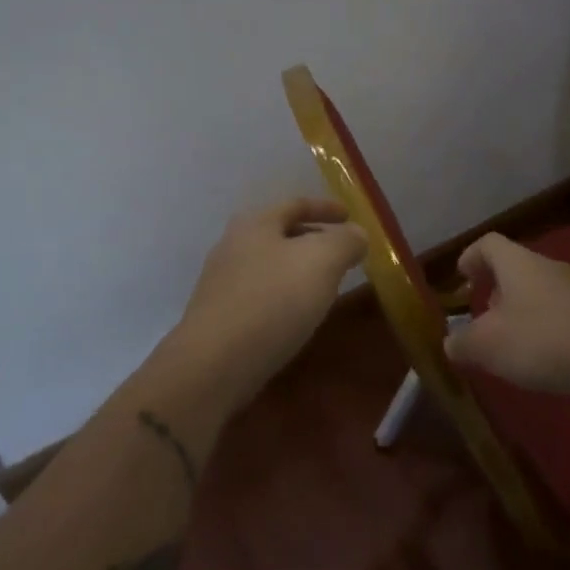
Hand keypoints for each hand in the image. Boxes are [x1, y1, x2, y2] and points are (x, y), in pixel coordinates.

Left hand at [168, 198, 364, 408]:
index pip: (296, 204)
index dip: (326, 207)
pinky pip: (261, 295)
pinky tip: (298, 316)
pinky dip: (284, 296)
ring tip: (326, 285)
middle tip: (342, 254)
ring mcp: (221, 283)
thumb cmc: (273, 301)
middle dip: (313, 239)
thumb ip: (346, 241)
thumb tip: (356, 234)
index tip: (350, 216)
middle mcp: (233, 245)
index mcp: (255, 223)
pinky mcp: (219, 317)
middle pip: (280, 233)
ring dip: (299, 270)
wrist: (213, 366)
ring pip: (270, 265)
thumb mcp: (322, 261)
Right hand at [444, 233, 569, 396]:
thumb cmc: (542, 339)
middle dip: (495, 288)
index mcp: (517, 262)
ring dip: (519, 308)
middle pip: (514, 266)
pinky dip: (543, 325)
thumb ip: (462, 342)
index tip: (461, 277)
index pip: (488, 243)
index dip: (471, 257)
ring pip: (537, 289)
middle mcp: (546, 266)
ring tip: (510, 340)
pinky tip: (542, 355)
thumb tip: (450, 342)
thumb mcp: (488, 346)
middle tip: (482, 315)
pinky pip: (558, 310)